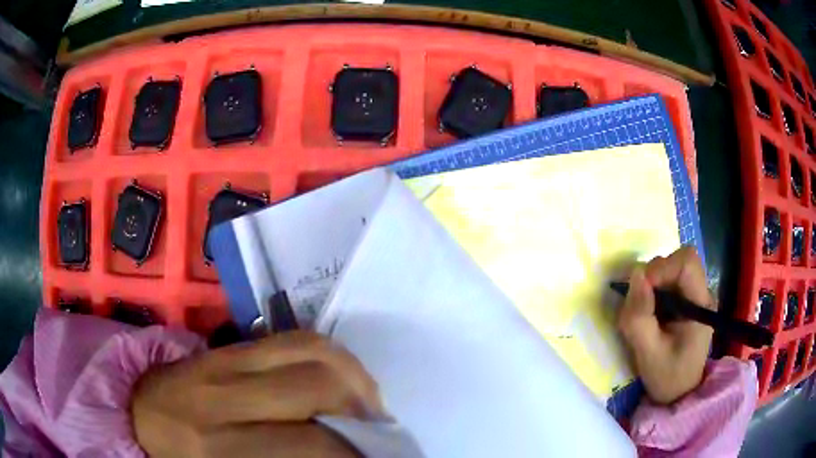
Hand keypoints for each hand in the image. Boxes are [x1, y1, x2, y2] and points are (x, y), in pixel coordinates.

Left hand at [131, 331, 383, 456]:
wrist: (140, 414)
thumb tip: (334, 456)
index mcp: (218, 446)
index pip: (309, 443)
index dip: (354, 452)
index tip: (372, 457)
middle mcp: (222, 397)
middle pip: (315, 386)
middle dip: (360, 410)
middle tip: (374, 430)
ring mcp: (223, 360)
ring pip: (308, 349)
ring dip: (352, 375)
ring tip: (364, 401)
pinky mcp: (226, 345)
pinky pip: (290, 337)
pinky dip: (328, 356)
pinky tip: (337, 378)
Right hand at [617, 246, 713, 404]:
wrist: (680, 394)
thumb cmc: (667, 378)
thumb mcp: (648, 354)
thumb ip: (640, 318)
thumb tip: (635, 275)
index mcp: (700, 305)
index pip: (686, 262)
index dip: (661, 267)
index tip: (641, 290)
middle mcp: (701, 293)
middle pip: (677, 262)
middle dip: (653, 278)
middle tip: (639, 305)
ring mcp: (694, 296)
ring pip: (670, 269)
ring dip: (651, 286)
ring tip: (643, 315)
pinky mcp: (685, 301)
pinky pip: (667, 282)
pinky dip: (652, 292)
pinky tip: (649, 316)